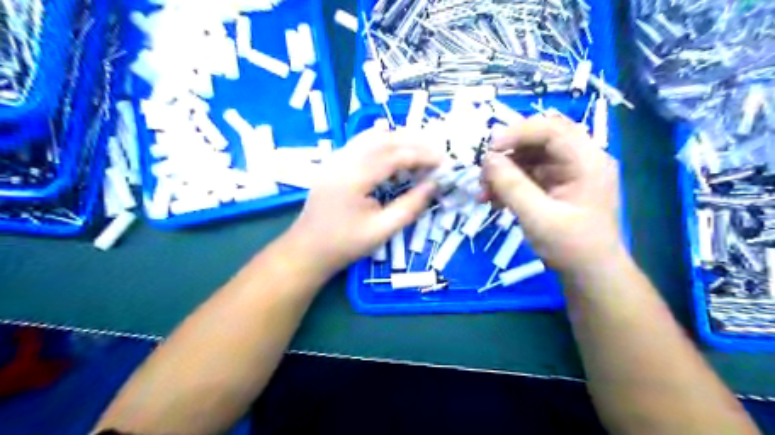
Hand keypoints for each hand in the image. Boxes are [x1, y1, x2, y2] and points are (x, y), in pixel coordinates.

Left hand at [287, 127, 440, 272]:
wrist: (308, 249)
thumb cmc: (345, 244)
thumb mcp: (382, 230)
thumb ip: (410, 206)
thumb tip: (434, 185)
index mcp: (354, 177)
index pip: (394, 155)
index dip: (422, 155)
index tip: (443, 161)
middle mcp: (343, 160)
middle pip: (383, 139)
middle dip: (413, 142)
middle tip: (437, 152)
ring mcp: (335, 158)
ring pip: (371, 137)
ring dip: (398, 139)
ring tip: (421, 149)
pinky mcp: (334, 162)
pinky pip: (361, 143)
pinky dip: (383, 143)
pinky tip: (395, 153)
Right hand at [483, 115, 620, 271]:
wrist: (590, 276)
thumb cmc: (571, 248)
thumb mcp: (538, 217)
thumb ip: (511, 186)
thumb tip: (487, 159)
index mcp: (588, 162)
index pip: (552, 129)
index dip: (518, 133)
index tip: (489, 150)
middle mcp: (580, 160)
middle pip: (539, 140)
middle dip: (508, 153)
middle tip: (483, 171)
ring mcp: (568, 173)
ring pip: (530, 157)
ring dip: (504, 171)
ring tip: (484, 192)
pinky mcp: (557, 186)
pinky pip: (529, 174)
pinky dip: (509, 183)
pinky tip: (493, 199)